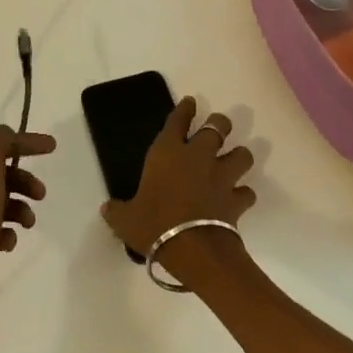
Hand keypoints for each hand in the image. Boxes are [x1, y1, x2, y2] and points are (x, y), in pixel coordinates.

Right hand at [100, 97, 255, 260]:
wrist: (194, 250)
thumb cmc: (154, 225)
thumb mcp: (126, 219)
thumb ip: (117, 211)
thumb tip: (106, 209)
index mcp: (167, 152)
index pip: (177, 121)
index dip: (185, 109)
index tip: (191, 101)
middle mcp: (197, 156)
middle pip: (216, 128)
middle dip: (219, 123)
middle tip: (219, 124)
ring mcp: (221, 177)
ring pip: (241, 155)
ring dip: (239, 155)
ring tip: (235, 158)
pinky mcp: (236, 200)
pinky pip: (246, 192)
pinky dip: (243, 194)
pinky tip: (239, 198)